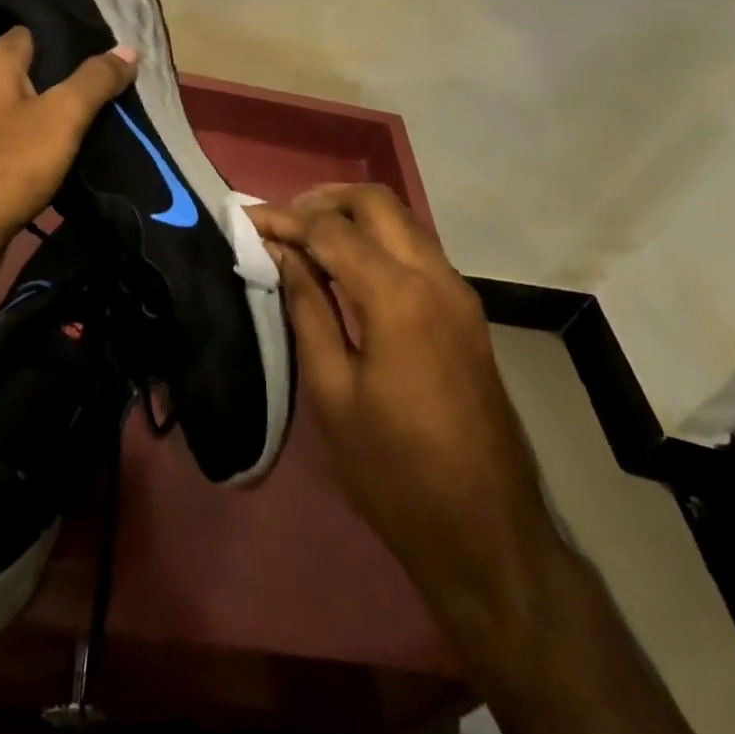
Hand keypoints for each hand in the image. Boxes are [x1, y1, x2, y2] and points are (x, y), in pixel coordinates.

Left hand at [0, 26, 136, 286]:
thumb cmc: (10, 164)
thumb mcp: (63, 116)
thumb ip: (96, 79)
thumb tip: (129, 48)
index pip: (35, 30)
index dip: (71, 38)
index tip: (106, 51)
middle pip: (29, 67)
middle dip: (66, 76)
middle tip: (108, 86)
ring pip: (19, 102)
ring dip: (51, 110)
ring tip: (93, 117)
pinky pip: (8, 132)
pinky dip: (32, 136)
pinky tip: (60, 150)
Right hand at [254, 185, 701, 733]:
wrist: (488, 533)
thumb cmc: (394, 471)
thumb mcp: (333, 391)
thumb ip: (307, 308)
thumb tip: (281, 253)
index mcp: (398, 296)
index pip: (331, 230)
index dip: (284, 219)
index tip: (246, 219)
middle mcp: (435, 276)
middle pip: (376, 202)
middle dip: (323, 200)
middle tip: (281, 221)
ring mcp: (459, 291)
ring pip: (402, 220)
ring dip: (353, 216)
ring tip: (307, 237)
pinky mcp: (466, 311)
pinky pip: (417, 248)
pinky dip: (378, 240)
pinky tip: (347, 266)